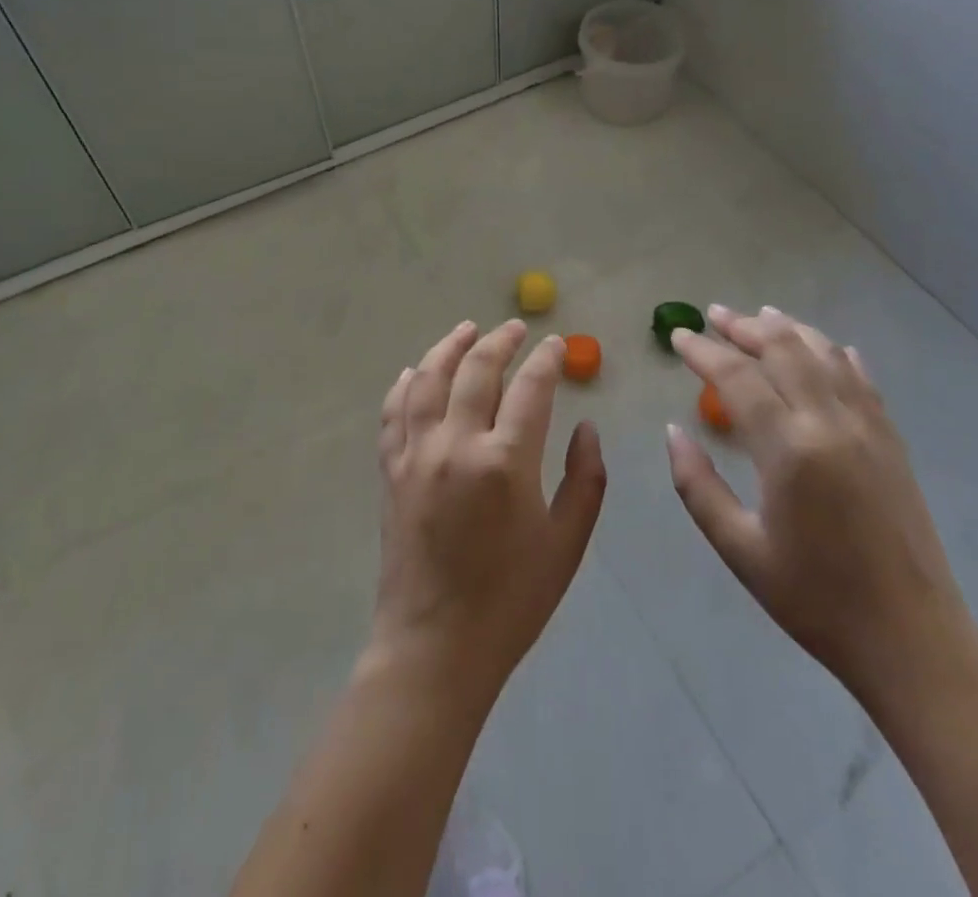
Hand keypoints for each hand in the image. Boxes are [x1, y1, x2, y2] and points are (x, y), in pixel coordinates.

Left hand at [370, 320, 606, 705]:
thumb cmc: (511, 599)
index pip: (530, 387)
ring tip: (466, 329)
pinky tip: (413, 371)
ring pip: (427, 379)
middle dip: (500, 341)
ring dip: (448, 347)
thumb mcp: (566, 543)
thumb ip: (585, 478)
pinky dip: (404, 384)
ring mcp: (416, 454)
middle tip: (516, 329)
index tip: (556, 344)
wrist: (436, 648)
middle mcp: (456, 444)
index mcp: (505, 461)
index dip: (547, 359)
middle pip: (476, 370)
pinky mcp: (390, 471)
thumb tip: (587, 426)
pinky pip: (393, 413)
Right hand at [666, 306, 977, 708]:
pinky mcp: (892, 440)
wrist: (912, 640)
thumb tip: (674, 431)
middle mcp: (830, 423)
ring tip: (760, 316)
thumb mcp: (739, 549)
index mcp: (789, 449)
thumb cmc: (815, 599)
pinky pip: (861, 378)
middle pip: (783, 350)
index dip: (704, 351)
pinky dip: (835, 353)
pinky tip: (825, 348)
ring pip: (824, 354)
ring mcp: (868, 427)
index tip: (678, 336)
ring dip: (788, 329)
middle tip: (713, 315)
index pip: (737, 377)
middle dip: (743, 326)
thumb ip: (698, 485)